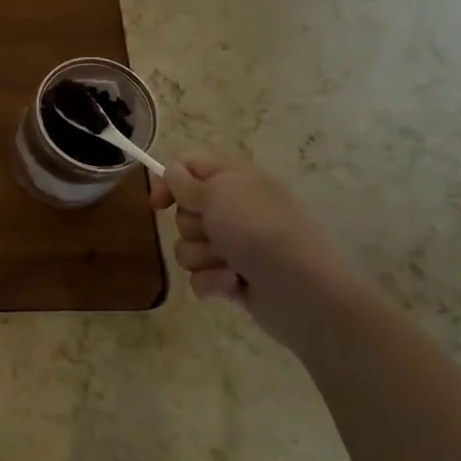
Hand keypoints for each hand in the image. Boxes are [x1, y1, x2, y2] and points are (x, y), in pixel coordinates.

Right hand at [150, 160, 353, 338]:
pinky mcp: (233, 280)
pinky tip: (232, 285)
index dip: (170, 182)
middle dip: (192, 227)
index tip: (159, 203)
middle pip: (185, 213)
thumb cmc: (259, 231)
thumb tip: (172, 172)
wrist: (302, 291)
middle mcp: (236, 212)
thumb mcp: (218, 193)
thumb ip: (187, 182)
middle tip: (214, 233)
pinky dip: (212, 282)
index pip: (191, 169)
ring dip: (202, 257)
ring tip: (228, 265)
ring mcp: (236, 248)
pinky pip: (200, 277)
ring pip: (188, 248)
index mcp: (238, 182)